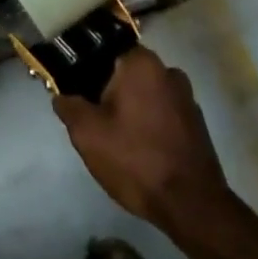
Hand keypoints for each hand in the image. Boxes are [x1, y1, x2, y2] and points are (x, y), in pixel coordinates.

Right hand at [54, 47, 233, 232]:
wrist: (192, 206)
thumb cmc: (136, 160)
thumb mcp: (87, 134)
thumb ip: (69, 106)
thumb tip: (61, 95)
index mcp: (140, 62)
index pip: (103, 52)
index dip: (86, 73)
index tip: (79, 96)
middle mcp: (167, 69)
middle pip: (125, 74)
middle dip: (109, 93)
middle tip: (94, 122)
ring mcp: (186, 96)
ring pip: (145, 94)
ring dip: (131, 110)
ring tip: (118, 140)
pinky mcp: (196, 122)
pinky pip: (163, 112)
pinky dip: (150, 124)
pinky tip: (141, 150)